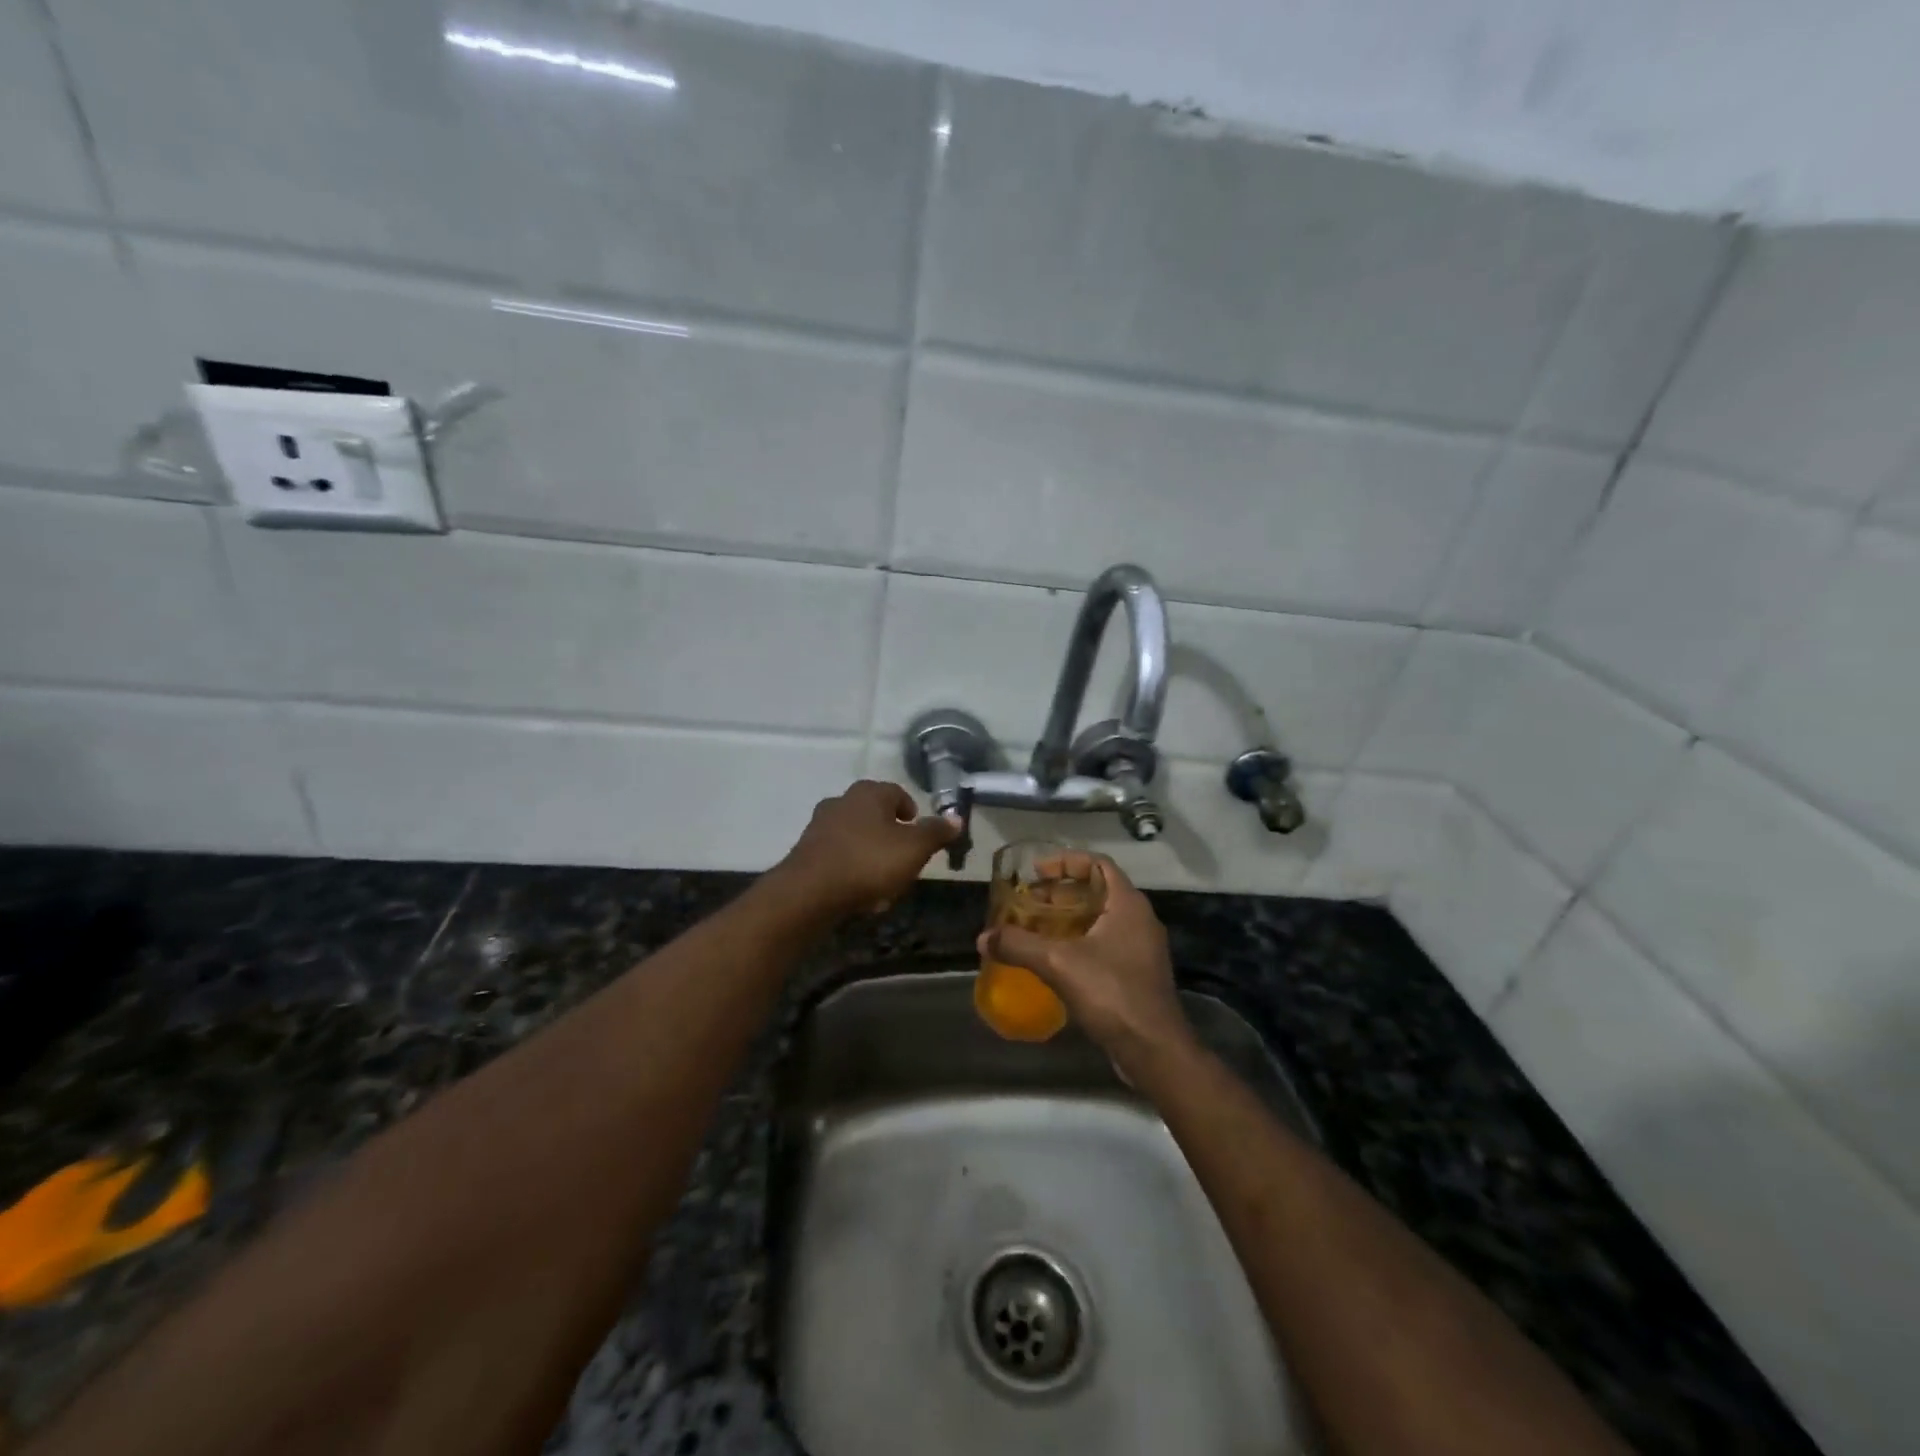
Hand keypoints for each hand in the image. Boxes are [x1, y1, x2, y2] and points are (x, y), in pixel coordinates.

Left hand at [775, 780, 959, 917]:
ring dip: (870, 852)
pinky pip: (838, 855)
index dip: (911, 810)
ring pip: (855, 835)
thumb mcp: (914, 849)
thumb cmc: (869, 862)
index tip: (919, 831)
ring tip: (883, 880)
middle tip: (904, 856)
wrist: (809, 892)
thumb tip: (956, 817)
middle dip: (890, 834)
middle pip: (874, 813)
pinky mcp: (806, 851)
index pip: (897, 793)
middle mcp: (842, 801)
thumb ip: (936, 832)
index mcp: (869, 793)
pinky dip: (851, 867)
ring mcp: (820, 825)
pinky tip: (859, 891)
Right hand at [976, 855, 1193, 1077]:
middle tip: (1027, 903)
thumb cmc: (1112, 993)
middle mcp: (1139, 919)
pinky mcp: (1137, 974)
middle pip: (1097, 891)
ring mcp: (1141, 948)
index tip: (1036, 872)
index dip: (1066, 862)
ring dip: (1068, 919)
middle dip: (1060, 894)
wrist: (1154, 1050)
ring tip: (1034, 928)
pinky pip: (1104, 943)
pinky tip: (1053, 959)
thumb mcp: (1058, 963)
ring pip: (1100, 919)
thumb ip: (1019, 945)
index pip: (1098, 864)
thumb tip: (983, 938)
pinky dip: (1078, 942)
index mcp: (1128, 904)